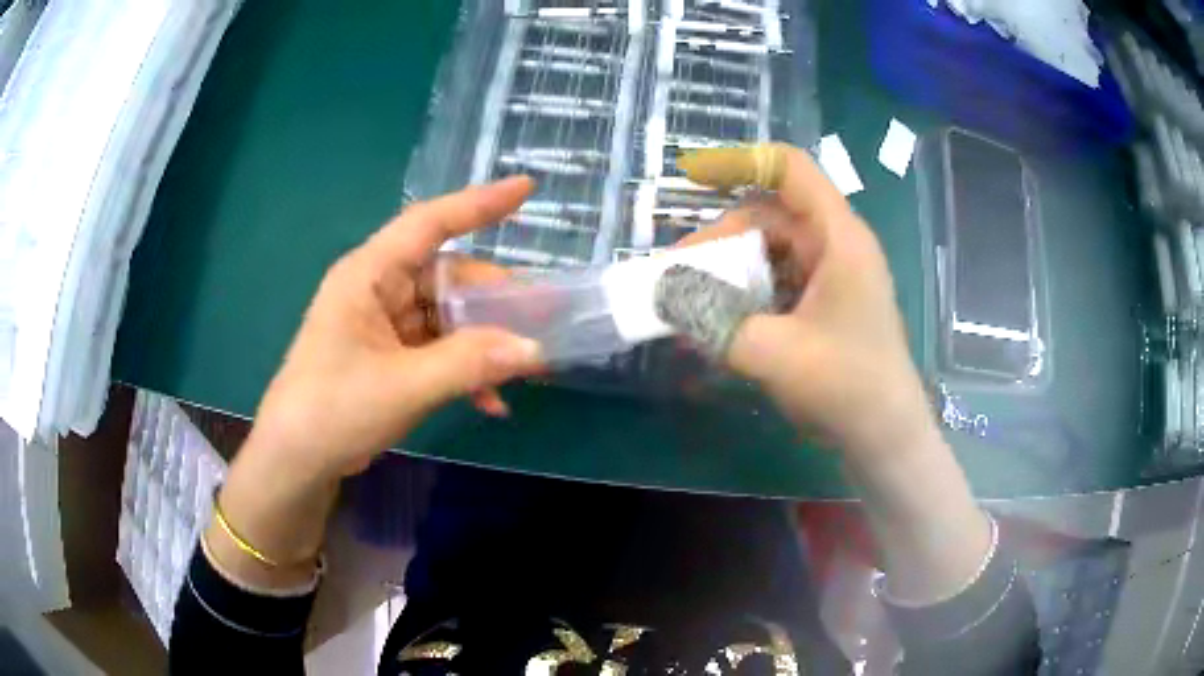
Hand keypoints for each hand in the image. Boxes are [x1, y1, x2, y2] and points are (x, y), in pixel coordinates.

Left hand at [245, 176, 543, 481]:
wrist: (298, 461)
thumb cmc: (334, 409)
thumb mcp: (404, 387)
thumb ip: (469, 363)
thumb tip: (534, 349)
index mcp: (370, 274)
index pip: (429, 223)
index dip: (479, 203)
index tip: (527, 189)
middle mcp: (379, 289)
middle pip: (448, 276)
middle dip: (495, 298)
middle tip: (545, 315)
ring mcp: (385, 323)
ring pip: (448, 316)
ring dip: (484, 341)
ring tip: (527, 364)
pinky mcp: (390, 355)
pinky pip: (438, 349)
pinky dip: (464, 369)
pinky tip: (490, 402)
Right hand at [679, 145, 938, 461]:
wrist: (885, 436)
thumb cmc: (846, 386)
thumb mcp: (774, 352)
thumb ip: (713, 320)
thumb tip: (661, 294)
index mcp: (838, 237)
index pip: (788, 170)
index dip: (737, 161)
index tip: (689, 175)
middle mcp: (836, 245)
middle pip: (768, 216)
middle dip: (720, 241)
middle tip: (677, 278)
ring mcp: (831, 275)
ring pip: (769, 251)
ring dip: (729, 272)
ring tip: (692, 304)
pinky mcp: (824, 302)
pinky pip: (777, 281)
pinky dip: (746, 295)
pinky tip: (720, 322)